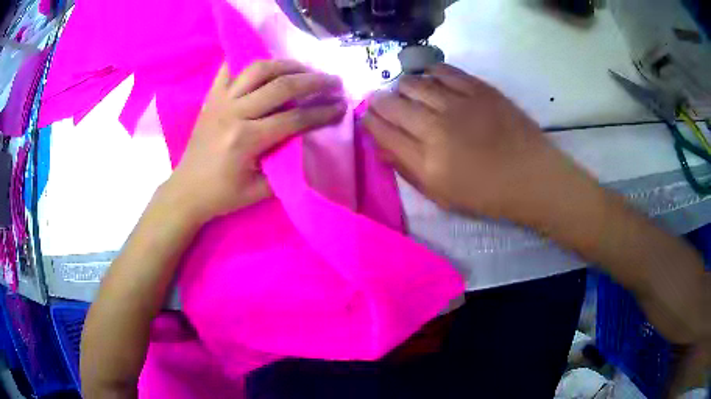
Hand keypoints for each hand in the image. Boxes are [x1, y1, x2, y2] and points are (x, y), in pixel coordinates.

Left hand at [164, 60, 346, 222]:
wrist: (186, 190)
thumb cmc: (222, 195)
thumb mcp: (260, 191)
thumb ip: (287, 167)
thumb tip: (309, 145)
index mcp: (246, 140)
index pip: (294, 118)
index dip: (322, 112)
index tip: (340, 107)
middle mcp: (234, 112)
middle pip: (281, 86)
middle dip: (313, 81)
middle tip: (333, 81)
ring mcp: (220, 100)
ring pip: (258, 69)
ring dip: (287, 65)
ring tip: (305, 69)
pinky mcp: (211, 97)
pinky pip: (229, 69)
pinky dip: (247, 61)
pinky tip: (264, 64)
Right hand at [363, 63, 564, 219]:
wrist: (531, 177)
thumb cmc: (487, 194)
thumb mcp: (443, 196)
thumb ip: (409, 171)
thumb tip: (381, 148)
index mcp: (426, 162)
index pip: (383, 133)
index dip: (370, 122)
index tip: (368, 117)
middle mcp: (436, 129)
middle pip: (392, 104)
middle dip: (379, 101)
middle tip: (381, 100)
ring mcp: (458, 105)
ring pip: (413, 83)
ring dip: (402, 86)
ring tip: (406, 90)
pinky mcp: (478, 89)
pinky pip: (444, 72)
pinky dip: (431, 73)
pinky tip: (431, 79)